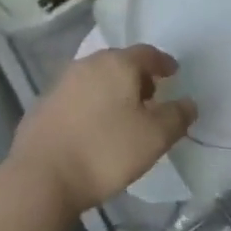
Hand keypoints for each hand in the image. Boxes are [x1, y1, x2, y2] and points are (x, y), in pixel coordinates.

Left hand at [7, 45, 194, 216]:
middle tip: (150, 97)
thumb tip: (189, 103)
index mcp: (117, 64)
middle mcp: (88, 64)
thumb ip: (176, 117)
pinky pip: (77, 96)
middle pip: (119, 62)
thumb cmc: (105, 151)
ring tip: (123, 115)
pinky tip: (93, 128)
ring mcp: (62, 82)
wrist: (41, 177)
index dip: (163, 63)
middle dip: (137, 77)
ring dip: (112, 90)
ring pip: (96, 78)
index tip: (173, 73)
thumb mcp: (154, 138)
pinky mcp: (44, 104)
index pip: (147, 53)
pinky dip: (91, 104)